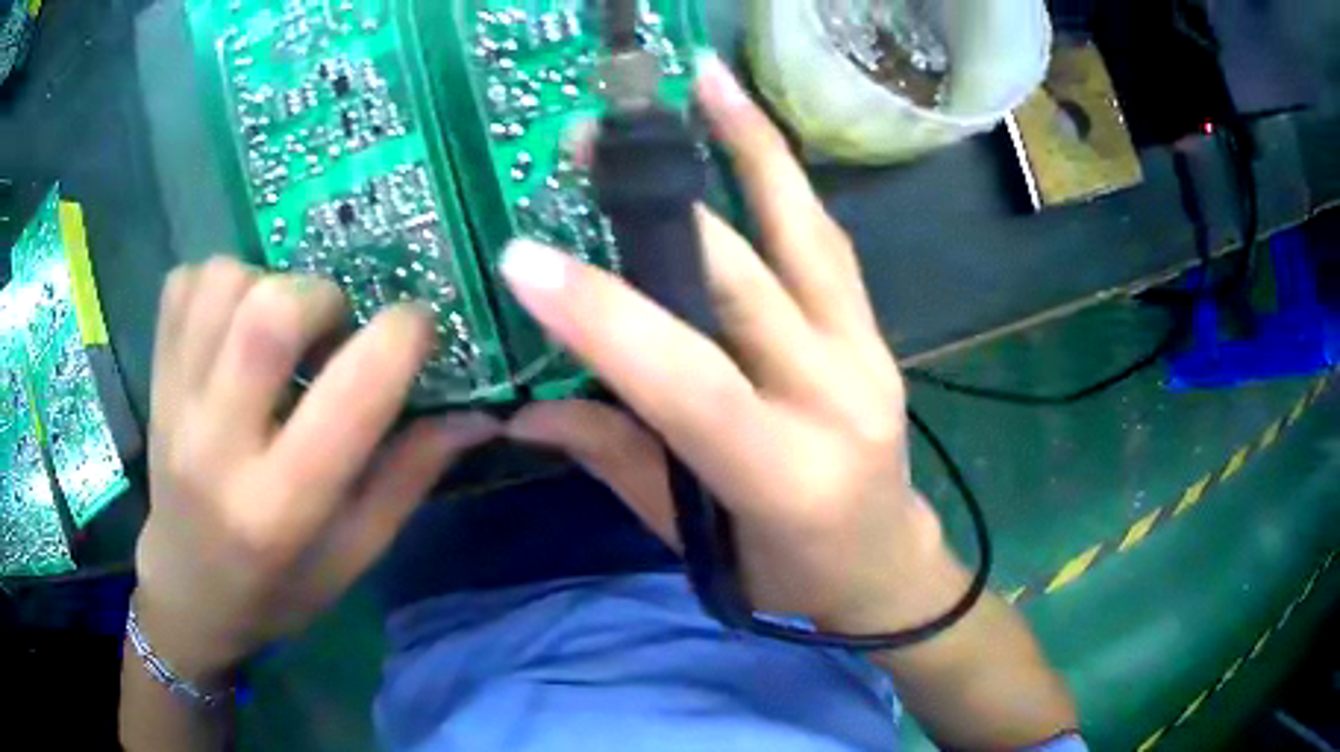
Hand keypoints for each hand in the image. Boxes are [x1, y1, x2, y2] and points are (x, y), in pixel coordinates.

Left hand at [135, 259, 498, 681]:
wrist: (187, 592)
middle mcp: (216, 448)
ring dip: (268, 284)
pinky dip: (220, 281)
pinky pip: (185, 284)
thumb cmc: (277, 589)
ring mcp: (173, 404)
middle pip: (269, 316)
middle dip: (323, 298)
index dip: (399, 340)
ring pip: (224, 284)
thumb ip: (409, 478)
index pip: (347, 398)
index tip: (418, 326)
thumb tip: (477, 414)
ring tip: (279, 327)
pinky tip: (233, 321)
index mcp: (279, 508)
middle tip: (334, 329)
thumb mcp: (354, 555)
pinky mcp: (154, 378)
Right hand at [501, 55, 959, 633]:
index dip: (605, 315)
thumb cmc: (788, 573)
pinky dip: (785, 180)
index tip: (524, 257)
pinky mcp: (878, 330)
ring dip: (751, 148)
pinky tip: (749, 133)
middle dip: (658, 206)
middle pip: (745, 282)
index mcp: (783, 473)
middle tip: (596, 141)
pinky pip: (827, 242)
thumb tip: (526, 410)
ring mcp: (870, 353)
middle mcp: (838, 398)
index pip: (687, 378)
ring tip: (704, 81)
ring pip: (807, 233)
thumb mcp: (695, 542)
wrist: (887, 563)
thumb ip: (615, 461)